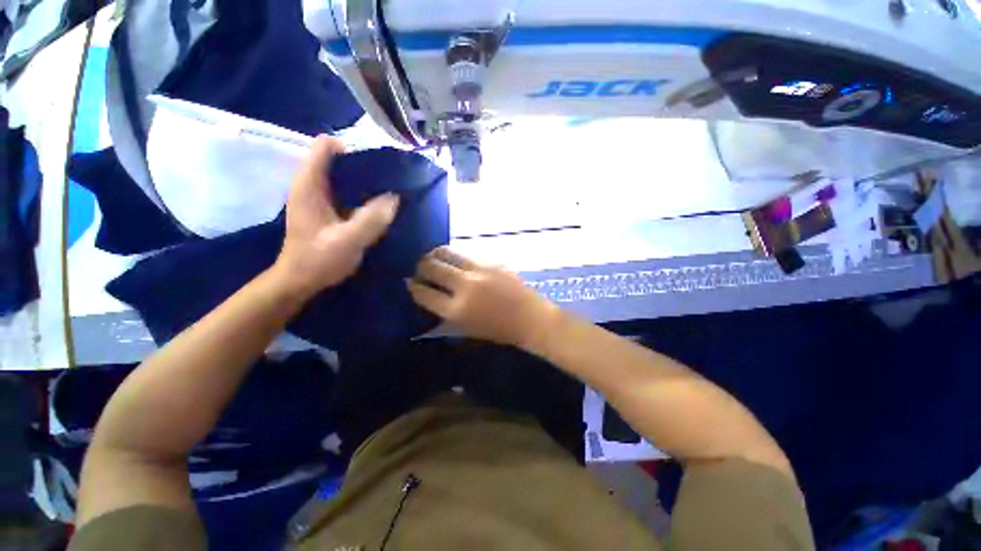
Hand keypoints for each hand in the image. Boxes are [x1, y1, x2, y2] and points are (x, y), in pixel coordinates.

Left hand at [273, 136, 398, 299]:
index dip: (351, 149)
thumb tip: (394, 197)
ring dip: (364, 180)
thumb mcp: (348, 241)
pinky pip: (344, 191)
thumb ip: (371, 219)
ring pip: (341, 175)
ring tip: (386, 191)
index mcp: (309, 185)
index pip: (325, 146)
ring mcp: (317, 197)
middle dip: (363, 165)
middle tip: (388, 180)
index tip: (377, 166)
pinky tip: (375, 206)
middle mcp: (310, 185)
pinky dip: (360, 193)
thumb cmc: (318, 260)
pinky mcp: (325, 209)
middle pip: (336, 158)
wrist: (299, 281)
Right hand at [407, 247, 559, 349]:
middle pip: (431, 267)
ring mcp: (478, 271)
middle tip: (421, 268)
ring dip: (435, 254)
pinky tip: (457, 260)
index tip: (411, 282)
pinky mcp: (491, 261)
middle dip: (421, 266)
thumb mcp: (467, 328)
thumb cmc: (499, 330)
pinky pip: (466, 254)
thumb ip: (446, 312)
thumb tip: (429, 295)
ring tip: (435, 257)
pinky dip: (456, 257)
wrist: (530, 318)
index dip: (413, 287)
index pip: (424, 293)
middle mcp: (464, 286)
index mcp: (456, 310)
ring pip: (446, 252)